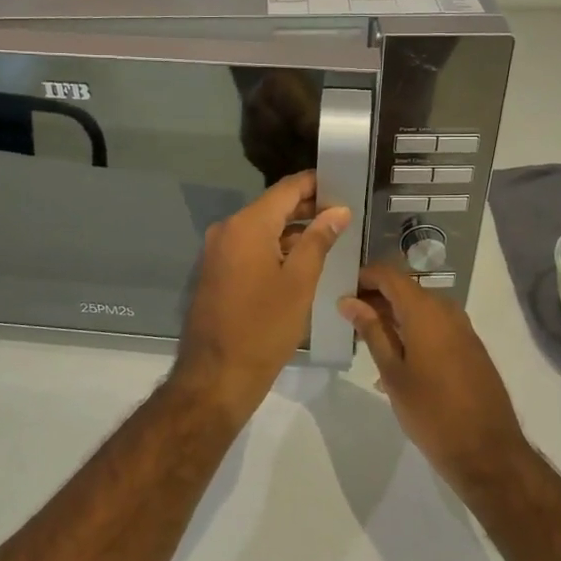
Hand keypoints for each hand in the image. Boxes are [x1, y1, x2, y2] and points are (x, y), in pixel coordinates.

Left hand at [171, 172, 351, 416]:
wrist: (216, 376)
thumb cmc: (264, 327)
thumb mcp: (300, 282)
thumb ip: (318, 240)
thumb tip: (338, 211)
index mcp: (247, 225)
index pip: (286, 189)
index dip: (315, 184)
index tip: (343, 184)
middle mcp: (227, 229)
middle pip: (272, 206)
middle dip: (307, 208)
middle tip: (343, 214)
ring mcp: (218, 251)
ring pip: (261, 228)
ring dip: (292, 230)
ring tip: (329, 237)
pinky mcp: (216, 272)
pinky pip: (249, 247)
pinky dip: (274, 247)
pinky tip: (301, 260)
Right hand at [340, 265, 526, 488]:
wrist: (487, 450)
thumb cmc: (431, 412)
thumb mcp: (393, 372)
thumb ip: (371, 331)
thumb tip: (348, 301)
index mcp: (425, 310)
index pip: (389, 274)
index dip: (364, 277)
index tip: (342, 292)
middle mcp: (446, 309)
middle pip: (405, 289)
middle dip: (376, 299)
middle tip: (349, 320)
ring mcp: (462, 327)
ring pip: (420, 308)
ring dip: (394, 317)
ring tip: (368, 341)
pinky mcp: (470, 346)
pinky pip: (436, 326)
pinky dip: (413, 331)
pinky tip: (397, 359)